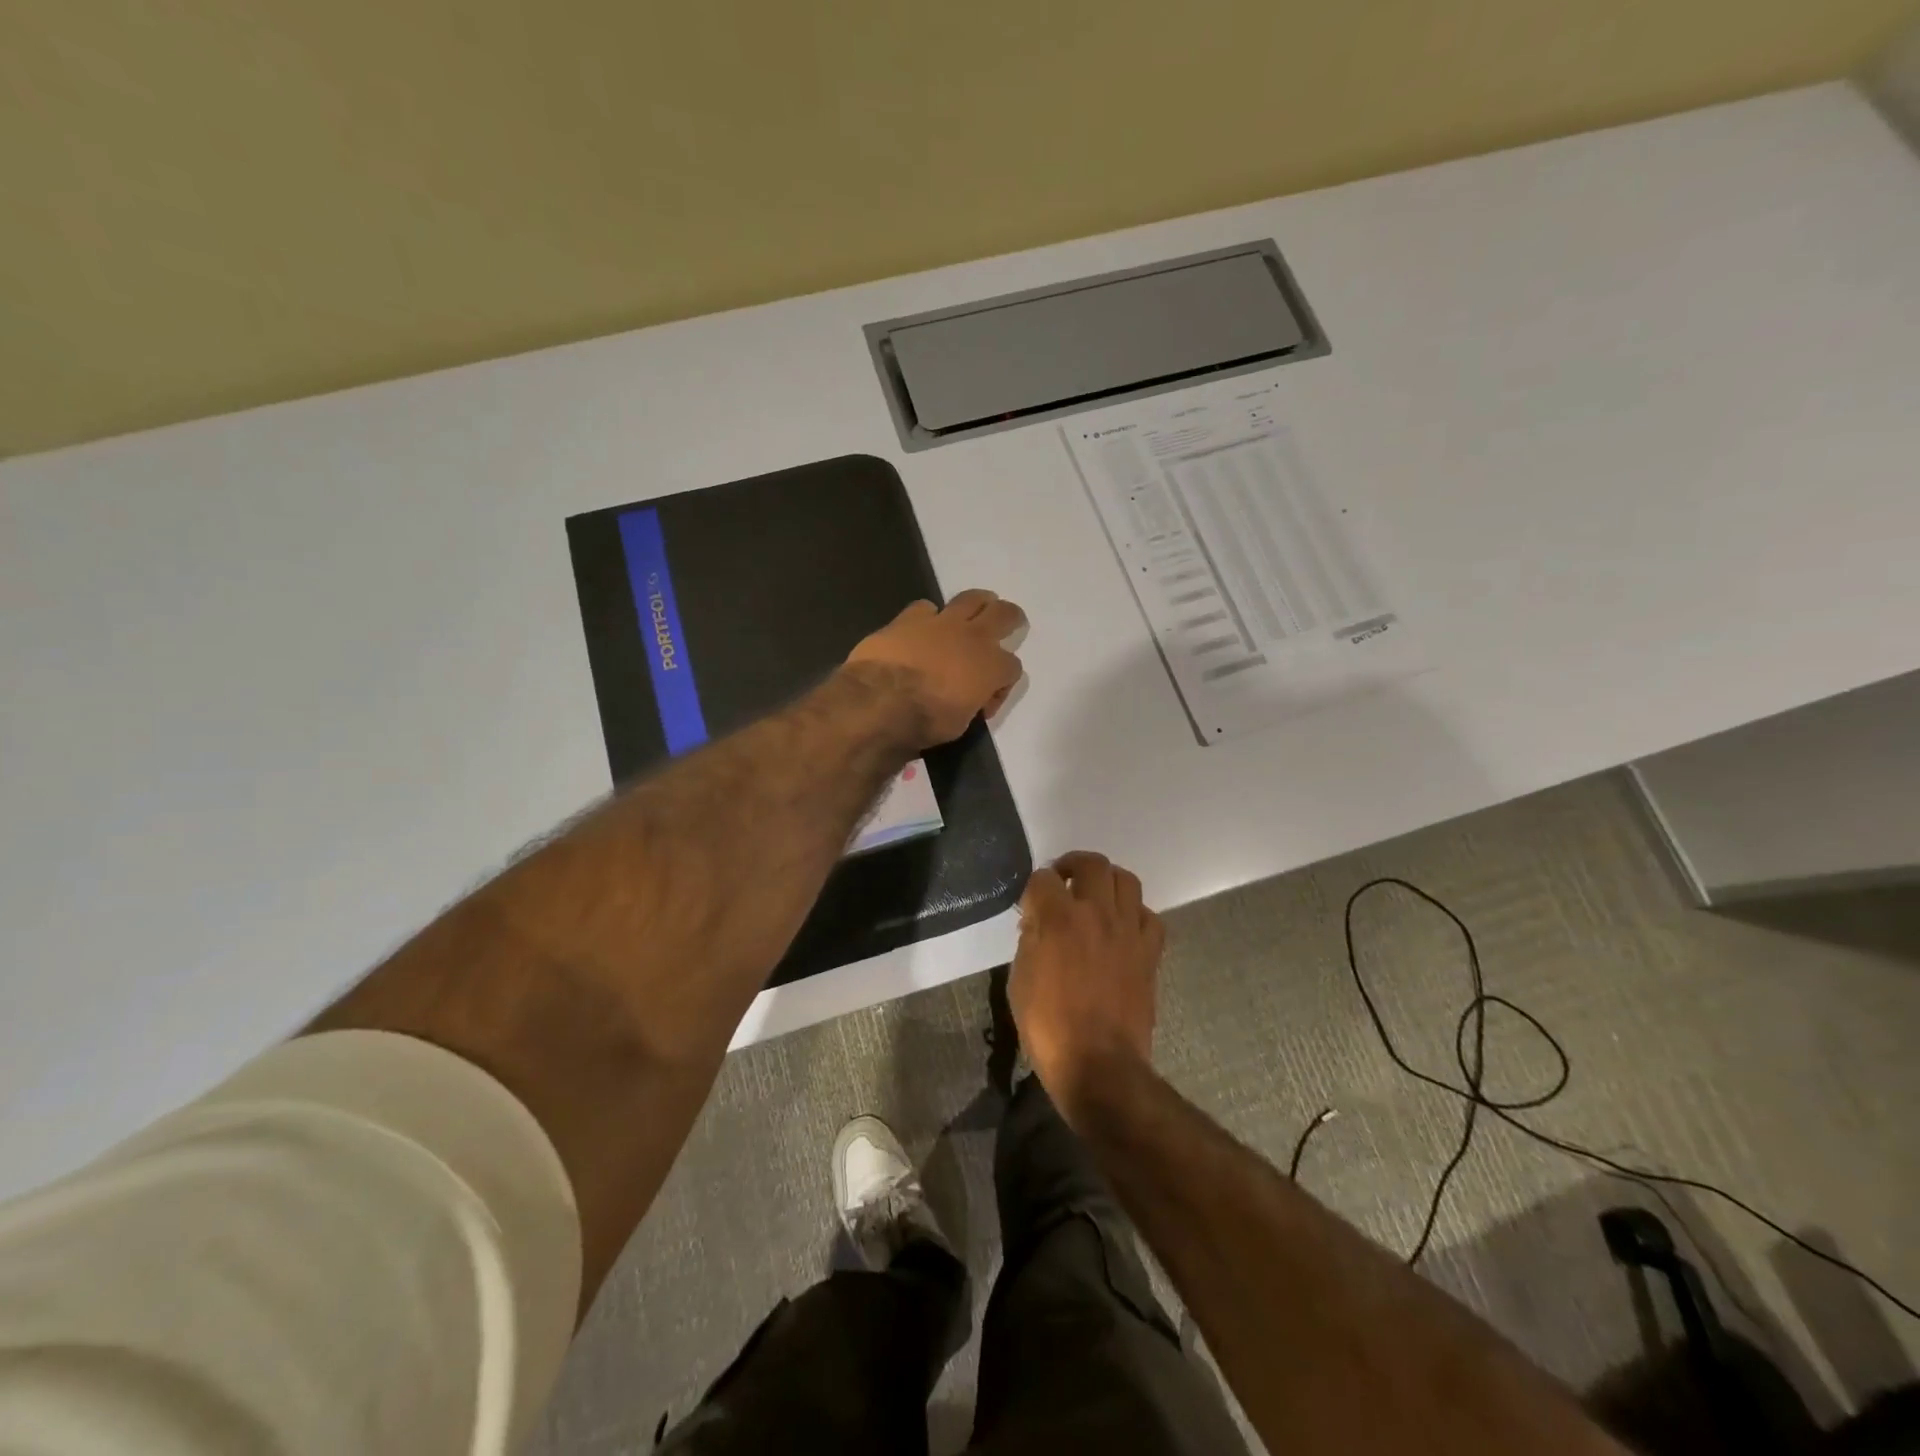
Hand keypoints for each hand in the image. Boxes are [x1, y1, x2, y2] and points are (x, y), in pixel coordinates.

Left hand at [846, 589, 1025, 747]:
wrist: (880, 700)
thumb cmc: (925, 721)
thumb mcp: (959, 724)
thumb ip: (970, 704)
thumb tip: (966, 698)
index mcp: (991, 668)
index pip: (1013, 668)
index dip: (1003, 684)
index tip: (986, 701)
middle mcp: (973, 638)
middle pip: (1004, 615)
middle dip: (1011, 618)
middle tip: (1011, 621)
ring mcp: (942, 623)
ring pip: (971, 598)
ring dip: (979, 602)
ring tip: (978, 606)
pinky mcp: (910, 617)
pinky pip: (926, 607)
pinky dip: (928, 616)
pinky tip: (923, 626)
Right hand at [1010, 851, 1164, 1126]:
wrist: (1099, 1065)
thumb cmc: (1048, 1026)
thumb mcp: (1020, 980)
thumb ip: (1029, 940)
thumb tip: (1037, 920)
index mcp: (1058, 918)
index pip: (1043, 878)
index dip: (1034, 889)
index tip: (1031, 906)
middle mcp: (1096, 913)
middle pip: (1091, 863)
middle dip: (1072, 865)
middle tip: (1063, 881)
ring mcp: (1128, 930)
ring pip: (1126, 880)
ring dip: (1107, 881)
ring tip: (1095, 896)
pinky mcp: (1150, 951)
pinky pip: (1149, 916)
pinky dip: (1135, 914)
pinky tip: (1123, 927)